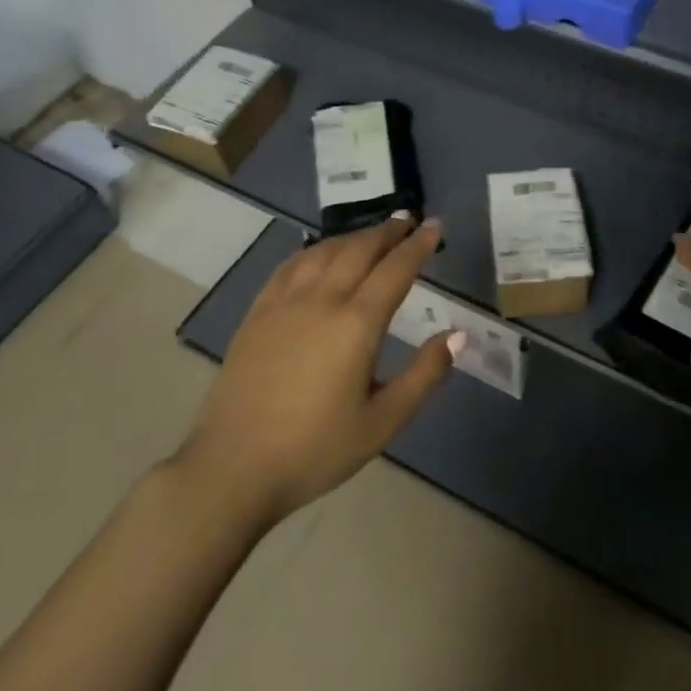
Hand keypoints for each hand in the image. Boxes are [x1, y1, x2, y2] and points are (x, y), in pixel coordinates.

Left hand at [171, 214, 457, 527]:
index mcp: (357, 323)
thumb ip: (424, 375)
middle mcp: (322, 300)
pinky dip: (314, 250)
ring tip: (372, 234)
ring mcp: (284, 302)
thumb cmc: (315, 449)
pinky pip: (290, 265)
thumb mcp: (382, 423)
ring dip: (353, 236)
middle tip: (408, 221)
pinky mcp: (257, 313)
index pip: (396, 269)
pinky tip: (318, 252)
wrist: (233, 468)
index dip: (419, 245)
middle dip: (388, 232)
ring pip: (324, 251)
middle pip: (360, 250)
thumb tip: (458, 335)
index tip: (435, 226)